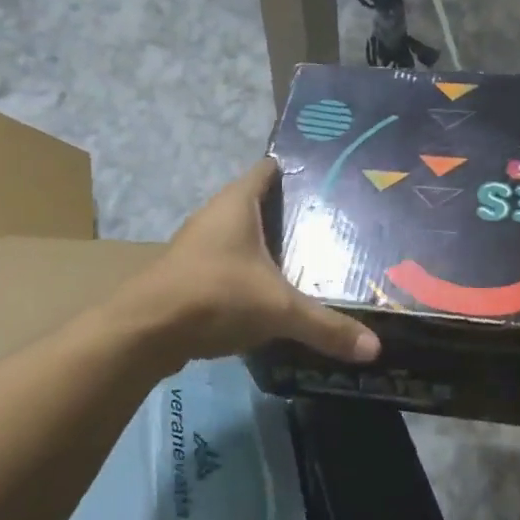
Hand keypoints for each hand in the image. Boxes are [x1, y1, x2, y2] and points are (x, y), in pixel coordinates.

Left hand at [122, 160, 381, 368]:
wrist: (145, 332)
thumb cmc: (214, 296)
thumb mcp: (279, 310)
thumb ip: (326, 327)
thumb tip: (375, 349)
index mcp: (236, 204)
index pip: (269, 170)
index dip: (297, 170)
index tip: (331, 179)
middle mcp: (215, 217)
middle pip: (258, 204)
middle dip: (291, 213)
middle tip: (334, 225)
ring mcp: (198, 247)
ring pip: (242, 237)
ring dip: (269, 246)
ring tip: (311, 258)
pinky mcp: (190, 276)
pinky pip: (230, 265)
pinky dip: (251, 272)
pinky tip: (274, 293)